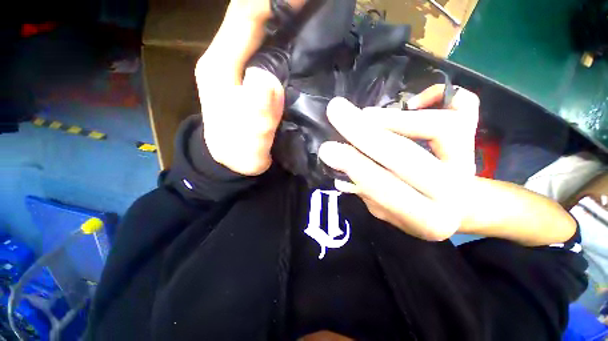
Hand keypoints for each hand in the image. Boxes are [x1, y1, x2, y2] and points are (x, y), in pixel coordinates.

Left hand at [195, 0, 303, 175]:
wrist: (232, 162)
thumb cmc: (237, 152)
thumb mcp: (247, 141)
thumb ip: (256, 115)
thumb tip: (269, 81)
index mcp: (220, 67)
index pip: (244, 17)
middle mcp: (227, 59)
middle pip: (253, 16)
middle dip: (282, 5)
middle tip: (315, 7)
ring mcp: (240, 67)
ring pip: (262, 31)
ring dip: (286, 18)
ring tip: (314, 17)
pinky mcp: (251, 78)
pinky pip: (269, 51)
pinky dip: (287, 40)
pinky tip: (305, 44)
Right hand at [318, 85, 479, 240]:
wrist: (456, 208)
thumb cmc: (413, 212)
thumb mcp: (383, 212)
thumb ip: (364, 190)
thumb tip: (340, 163)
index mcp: (426, 218)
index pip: (385, 188)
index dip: (354, 166)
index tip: (327, 149)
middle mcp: (452, 191)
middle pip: (405, 155)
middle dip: (363, 133)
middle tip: (335, 111)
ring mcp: (468, 160)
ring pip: (439, 127)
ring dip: (392, 117)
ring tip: (365, 115)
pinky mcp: (473, 139)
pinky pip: (466, 105)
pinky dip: (440, 95)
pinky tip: (414, 101)